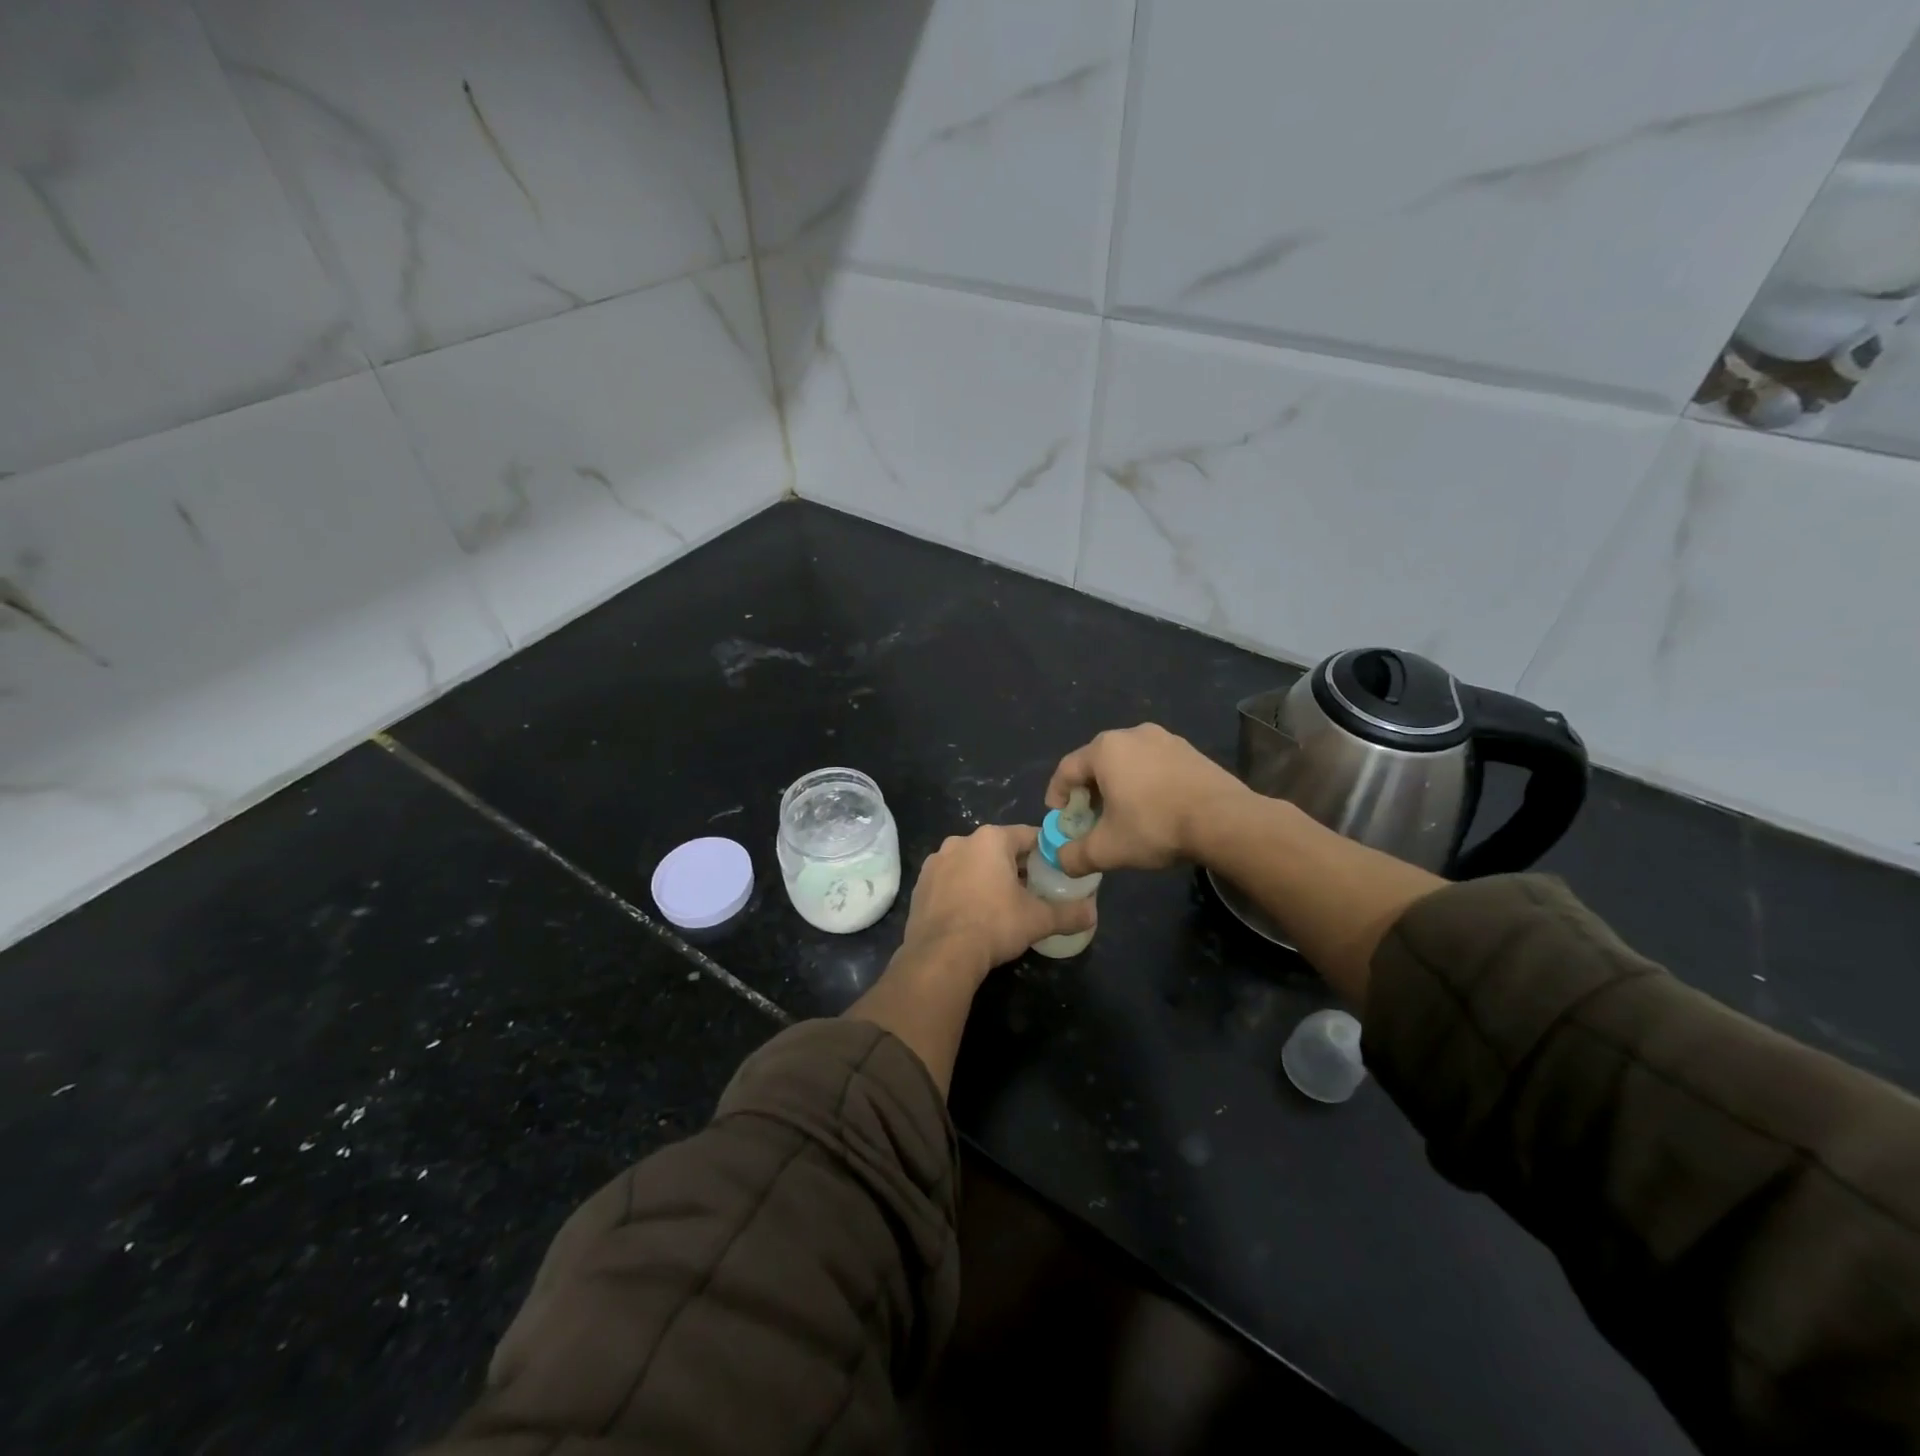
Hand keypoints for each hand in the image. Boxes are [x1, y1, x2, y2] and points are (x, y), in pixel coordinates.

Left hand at [899, 824, 1096, 982]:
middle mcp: (960, 841)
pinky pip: (950, 881)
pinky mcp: (920, 885)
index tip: (1057, 869)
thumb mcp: (1038, 919)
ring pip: (971, 864)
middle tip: (1033, 890)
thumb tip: (1093, 913)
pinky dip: (963, 890)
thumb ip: (1069, 913)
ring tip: (1002, 904)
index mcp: (990, 839)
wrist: (940, 954)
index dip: (1046, 851)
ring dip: (987, 877)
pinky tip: (973, 914)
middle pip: (998, 849)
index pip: (1028, 835)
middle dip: (1016, 866)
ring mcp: (935, 862)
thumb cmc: (994, 924)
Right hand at [1045, 724, 1247, 876]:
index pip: (1066, 769)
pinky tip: (1154, 808)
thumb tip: (1060, 860)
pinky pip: (1155, 765)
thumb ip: (1075, 856)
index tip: (1058, 818)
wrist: (1224, 820)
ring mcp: (1165, 739)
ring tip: (1122, 814)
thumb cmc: (1155, 826)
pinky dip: (1145, 783)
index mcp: (1105, 749)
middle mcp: (1132, 734)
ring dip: (1118, 786)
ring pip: (1128, 762)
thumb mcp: (1107, 849)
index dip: (1056, 795)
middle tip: (1089, 818)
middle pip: (1097, 762)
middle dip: (1088, 791)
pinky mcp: (1190, 751)